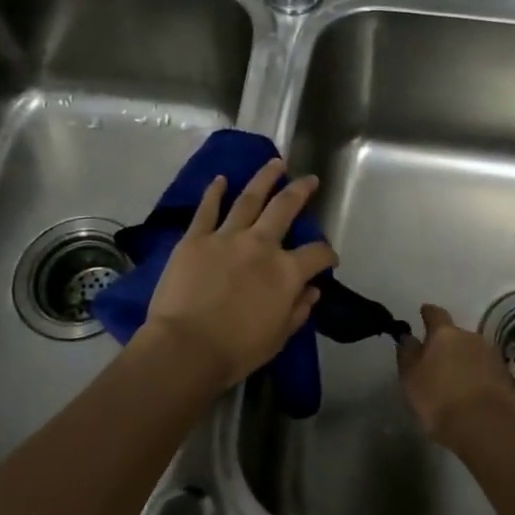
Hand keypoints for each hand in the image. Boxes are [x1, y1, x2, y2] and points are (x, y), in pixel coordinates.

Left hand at [144, 158, 338, 391]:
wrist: (185, 348)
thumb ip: (299, 310)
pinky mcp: (196, 238)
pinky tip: (221, 179)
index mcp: (285, 272)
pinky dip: (214, 192)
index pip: (316, 254)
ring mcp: (226, 236)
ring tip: (274, 163)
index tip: (329, 258)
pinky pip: (207, 209)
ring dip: (264, 178)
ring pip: (250, 198)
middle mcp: (261, 245)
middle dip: (301, 191)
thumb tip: (313, 290)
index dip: (327, 254)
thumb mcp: (278, 337)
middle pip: (285, 208)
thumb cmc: (236, 350)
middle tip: (309, 179)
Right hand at [399, 304, 514, 450]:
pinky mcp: (506, 377)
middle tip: (437, 361)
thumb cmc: (440, 400)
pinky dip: (478, 377)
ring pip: (473, 352)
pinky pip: (486, 370)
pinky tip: (472, 393)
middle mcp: (470, 337)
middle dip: (447, 344)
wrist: (487, 427)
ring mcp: (492, 356)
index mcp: (445, 334)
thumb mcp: (411, 379)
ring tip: (455, 381)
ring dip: (464, 361)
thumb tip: (408, 337)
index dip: (428, 313)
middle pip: (456, 335)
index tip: (423, 312)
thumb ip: (407, 354)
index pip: (435, 314)